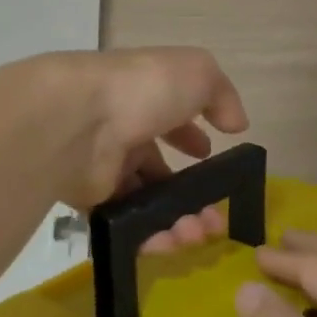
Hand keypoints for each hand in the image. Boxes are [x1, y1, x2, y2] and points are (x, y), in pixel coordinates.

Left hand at [35, 48, 250, 250]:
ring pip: (146, 203)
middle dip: (192, 195)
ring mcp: (103, 168)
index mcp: (142, 99)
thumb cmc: (142, 89)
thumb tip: (236, 123)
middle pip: (160, 170)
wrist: (80, 121)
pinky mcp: (90, 201)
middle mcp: (121, 133)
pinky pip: (124, 226)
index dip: (190, 137)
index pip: (167, 120)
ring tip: (195, 234)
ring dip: (177, 221)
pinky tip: (169, 242)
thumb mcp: (197, 73)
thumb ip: (222, 95)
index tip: (209, 156)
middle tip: (213, 218)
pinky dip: (149, 238)